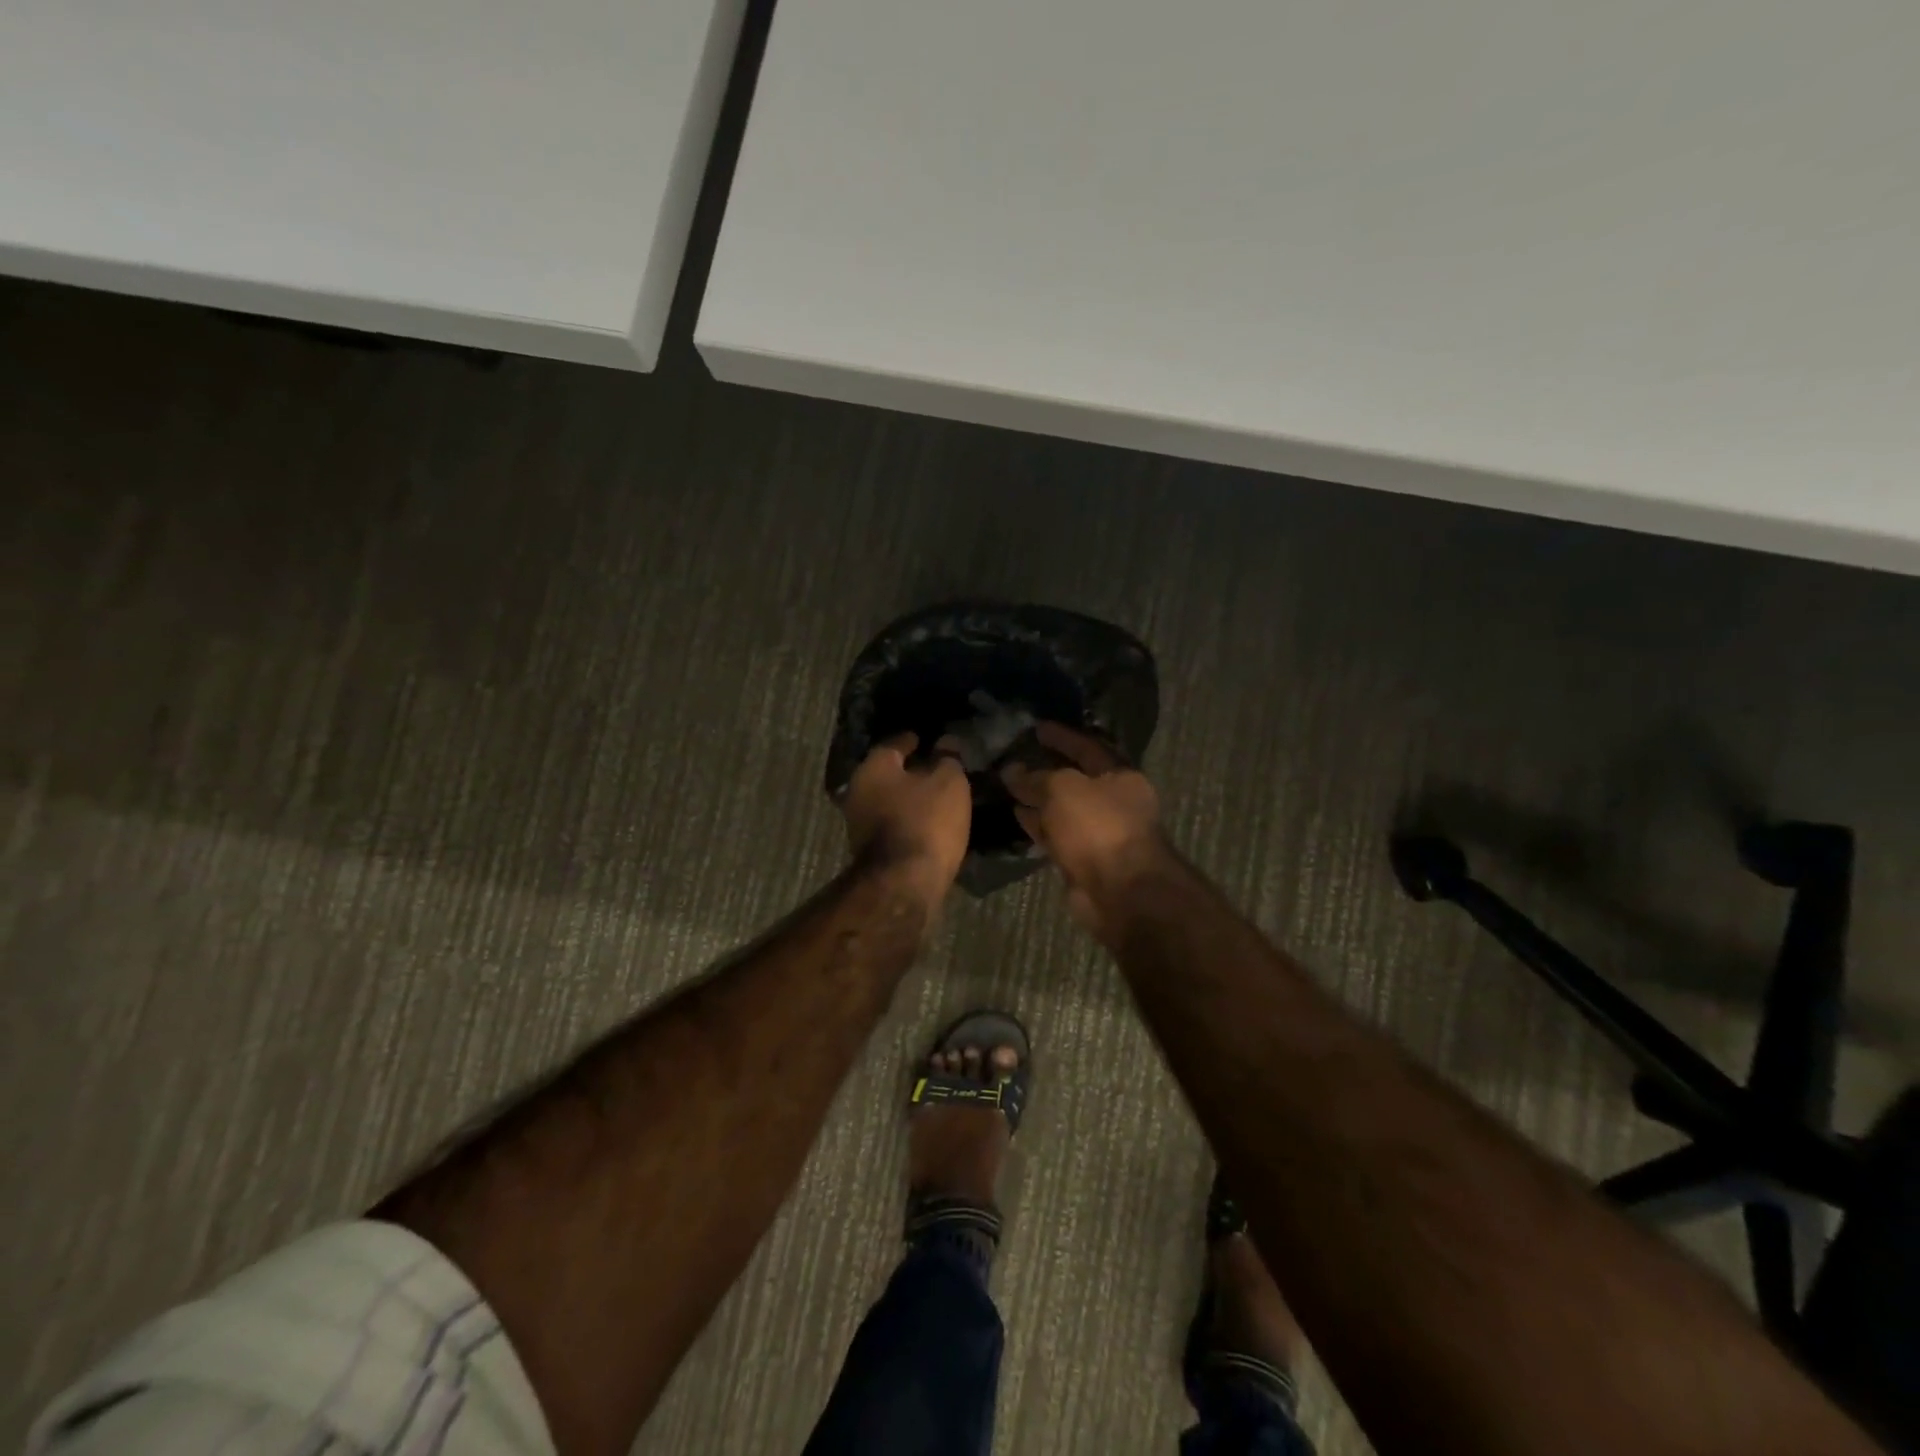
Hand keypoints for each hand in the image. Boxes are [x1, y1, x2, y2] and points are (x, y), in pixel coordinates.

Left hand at [843, 733, 971, 903]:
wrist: (905, 882)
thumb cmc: (926, 820)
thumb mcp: (948, 782)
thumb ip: (947, 758)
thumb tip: (945, 743)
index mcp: (873, 767)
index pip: (895, 743)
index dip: (914, 740)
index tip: (928, 740)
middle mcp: (857, 790)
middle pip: (887, 773)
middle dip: (909, 771)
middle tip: (934, 768)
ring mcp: (858, 823)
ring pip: (887, 800)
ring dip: (907, 798)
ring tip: (934, 797)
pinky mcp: (869, 850)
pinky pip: (891, 823)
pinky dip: (906, 819)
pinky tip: (926, 822)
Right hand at [1002, 722, 1165, 935]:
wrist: (1120, 891)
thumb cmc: (1098, 826)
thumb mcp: (1063, 788)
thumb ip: (1035, 777)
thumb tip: (1011, 771)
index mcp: (1120, 775)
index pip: (1087, 746)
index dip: (1061, 736)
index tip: (1035, 727)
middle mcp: (1113, 801)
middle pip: (1075, 779)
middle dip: (1046, 769)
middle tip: (1015, 757)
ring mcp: (1099, 832)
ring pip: (1063, 809)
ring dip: (1038, 798)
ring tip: (1007, 785)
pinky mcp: (1083, 859)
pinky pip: (1057, 834)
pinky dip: (1038, 824)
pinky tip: (1016, 814)